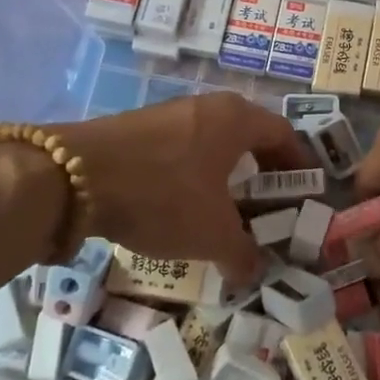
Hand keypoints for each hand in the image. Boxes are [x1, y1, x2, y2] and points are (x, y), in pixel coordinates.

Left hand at [54, 93, 310, 285]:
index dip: (300, 164)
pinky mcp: (137, 128)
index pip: (284, 135)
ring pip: (212, 142)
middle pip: (249, 136)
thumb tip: (254, 273)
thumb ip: (242, 254)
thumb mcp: (211, 234)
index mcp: (237, 119)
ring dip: (225, 174)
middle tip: (269, 204)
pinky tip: (182, 204)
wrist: (72, 176)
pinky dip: (193, 174)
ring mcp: (169, 113)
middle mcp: (207, 107)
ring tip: (226, 209)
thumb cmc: (162, 196)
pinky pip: (182, 148)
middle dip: (263, 171)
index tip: (307, 191)